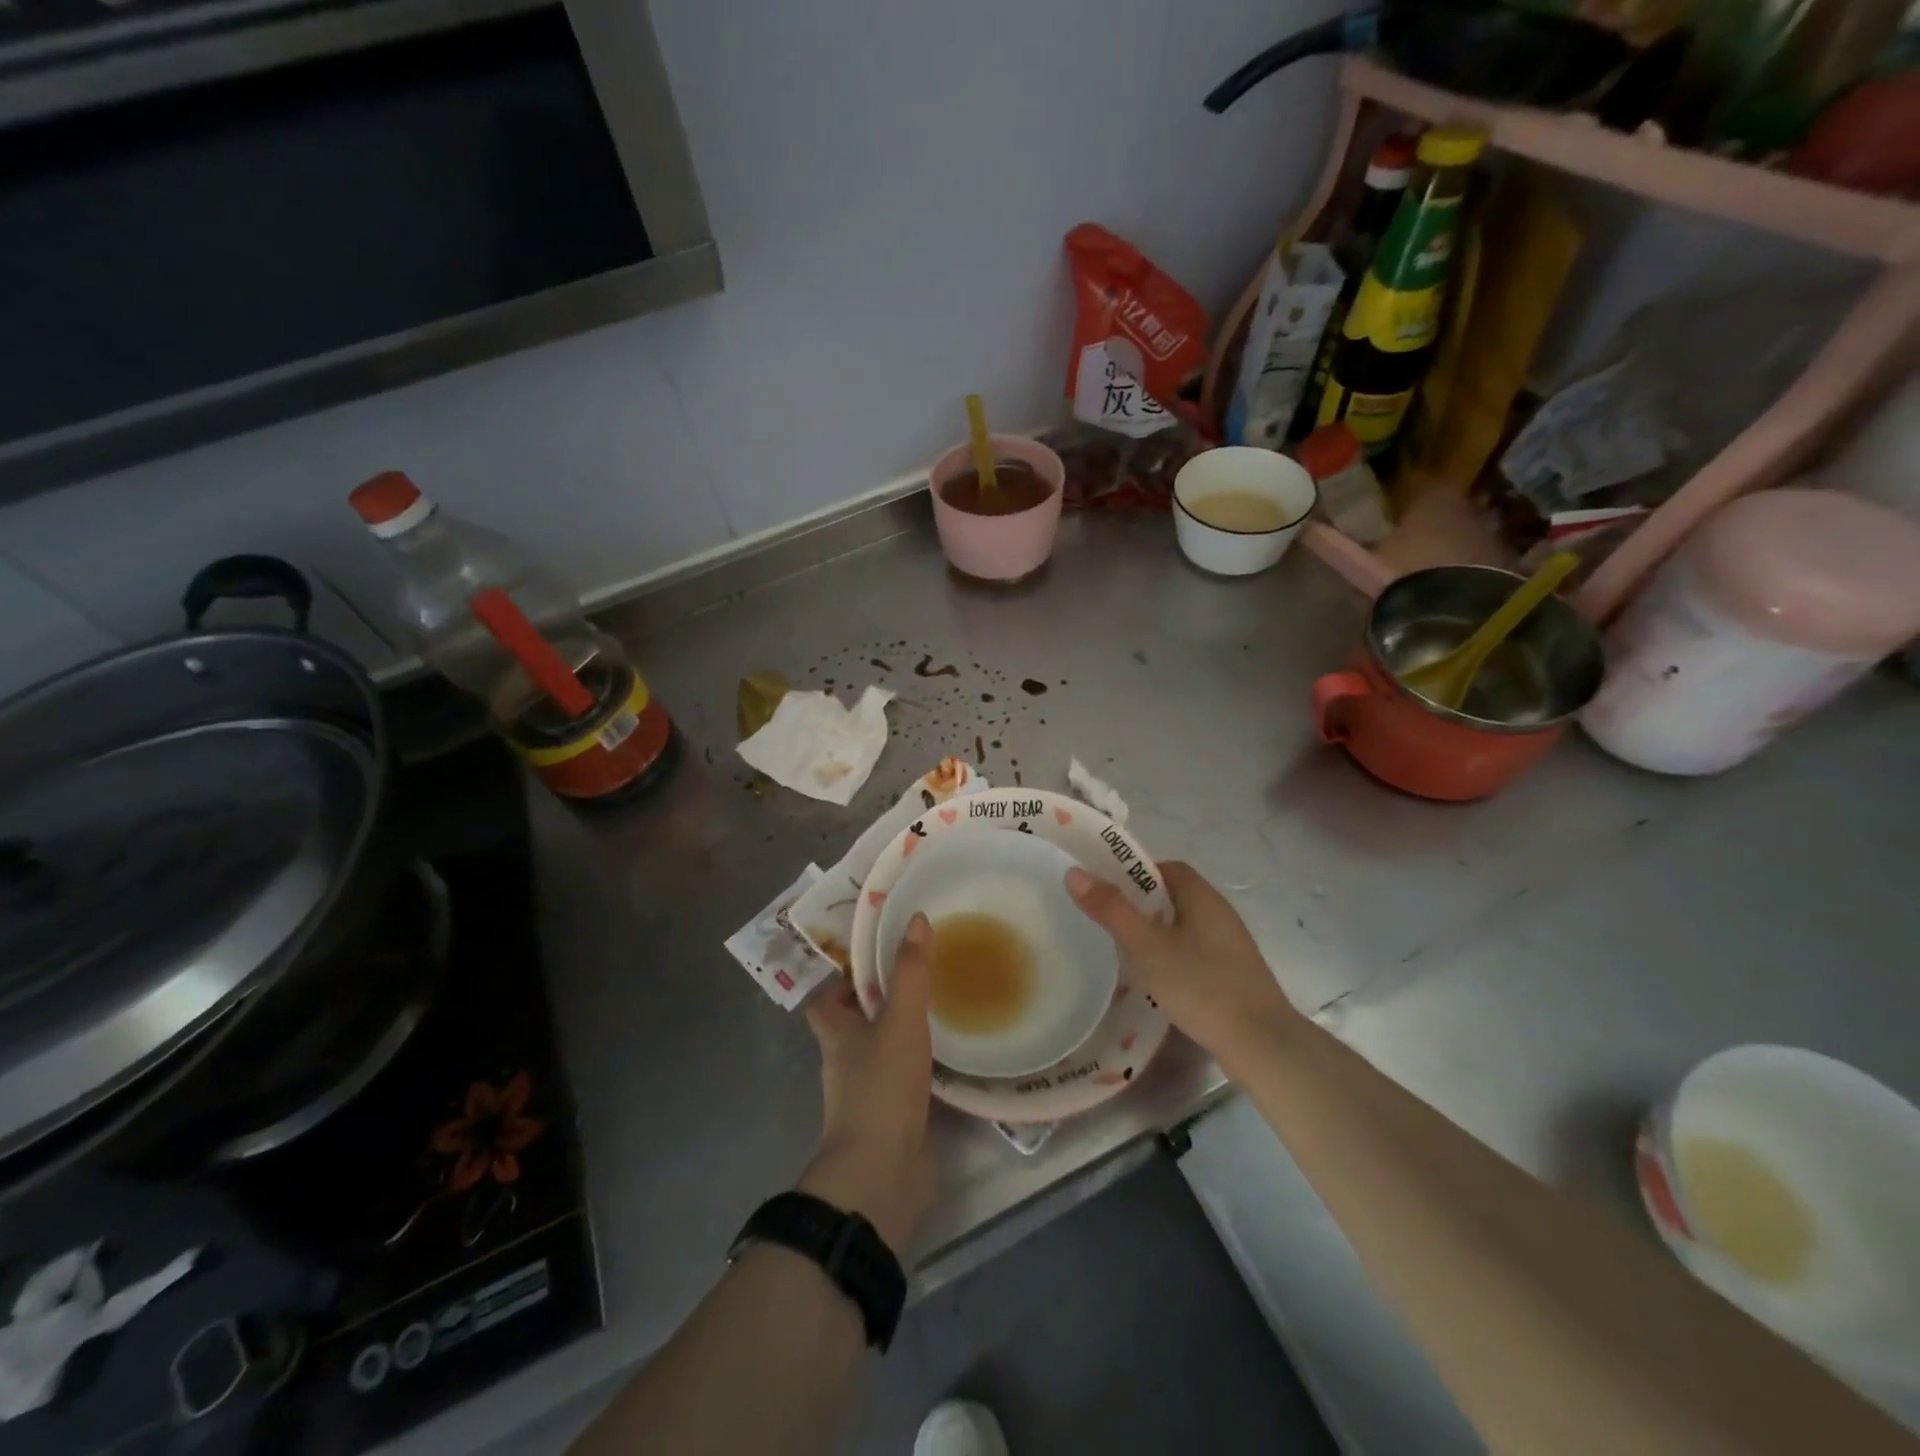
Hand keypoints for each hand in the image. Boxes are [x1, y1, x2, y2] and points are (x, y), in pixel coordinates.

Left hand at [799, 913, 935, 1256]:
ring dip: (904, 1032)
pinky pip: (907, 1081)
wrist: (882, 1174)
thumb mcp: (900, 1019)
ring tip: (941, 1005)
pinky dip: (923, 1066)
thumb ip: (910, 972)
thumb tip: (916, 918)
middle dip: (881, 1000)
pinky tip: (952, 1055)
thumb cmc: (881, 1087)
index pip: (826, 997)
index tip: (874, 953)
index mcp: (837, 1033)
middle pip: (856, 1021)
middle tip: (918, 973)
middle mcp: (846, 1060)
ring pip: (882, 1051)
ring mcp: (869, 1092)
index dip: (843, 976)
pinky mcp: (894, 1117)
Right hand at [1065, 861, 1301, 1064]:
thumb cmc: (1202, 986)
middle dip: (1140, 903)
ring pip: (1183, 925)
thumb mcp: (1147, 947)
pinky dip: (1171, 955)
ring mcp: (1229, 945)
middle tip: (1107, 920)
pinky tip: (1157, 979)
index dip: (1133, 873)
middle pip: (1173, 895)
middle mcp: (1219, 913)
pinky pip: (1194, 950)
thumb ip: (1111, 910)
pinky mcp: (1233, 973)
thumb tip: (1074, 873)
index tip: (1105, 889)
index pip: (1164, 868)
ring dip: (1155, 931)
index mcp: (1202, 896)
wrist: (1262, 1045)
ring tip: (1125, 950)